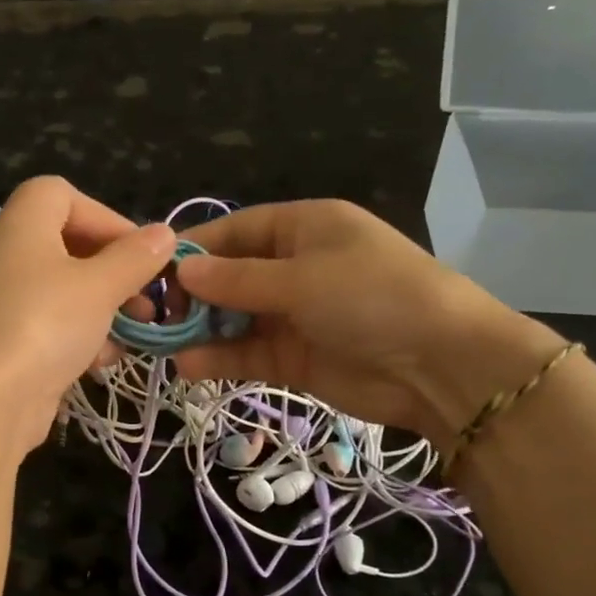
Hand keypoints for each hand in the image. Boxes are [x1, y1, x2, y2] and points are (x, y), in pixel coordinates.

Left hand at [0, 177, 175, 452]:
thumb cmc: (44, 324)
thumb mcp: (100, 286)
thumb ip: (135, 258)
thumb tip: (164, 234)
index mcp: (23, 224)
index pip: (61, 194)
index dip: (104, 216)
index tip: (139, 251)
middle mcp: (9, 254)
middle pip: (68, 244)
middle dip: (114, 270)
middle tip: (146, 297)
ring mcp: (7, 300)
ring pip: (66, 290)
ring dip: (105, 308)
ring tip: (134, 333)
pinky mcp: (9, 340)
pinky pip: (53, 324)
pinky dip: (81, 337)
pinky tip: (100, 362)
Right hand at [173, 200, 563, 447]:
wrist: (441, 366)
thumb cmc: (372, 297)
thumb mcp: (301, 278)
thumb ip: (237, 279)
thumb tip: (182, 271)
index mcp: (303, 228)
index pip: (236, 231)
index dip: (195, 249)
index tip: (154, 271)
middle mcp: (295, 267)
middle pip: (229, 276)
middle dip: (193, 295)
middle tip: (157, 316)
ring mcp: (294, 314)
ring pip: (234, 318)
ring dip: (201, 330)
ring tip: (164, 344)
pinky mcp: (294, 357)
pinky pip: (247, 352)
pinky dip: (219, 359)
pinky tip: (189, 367)